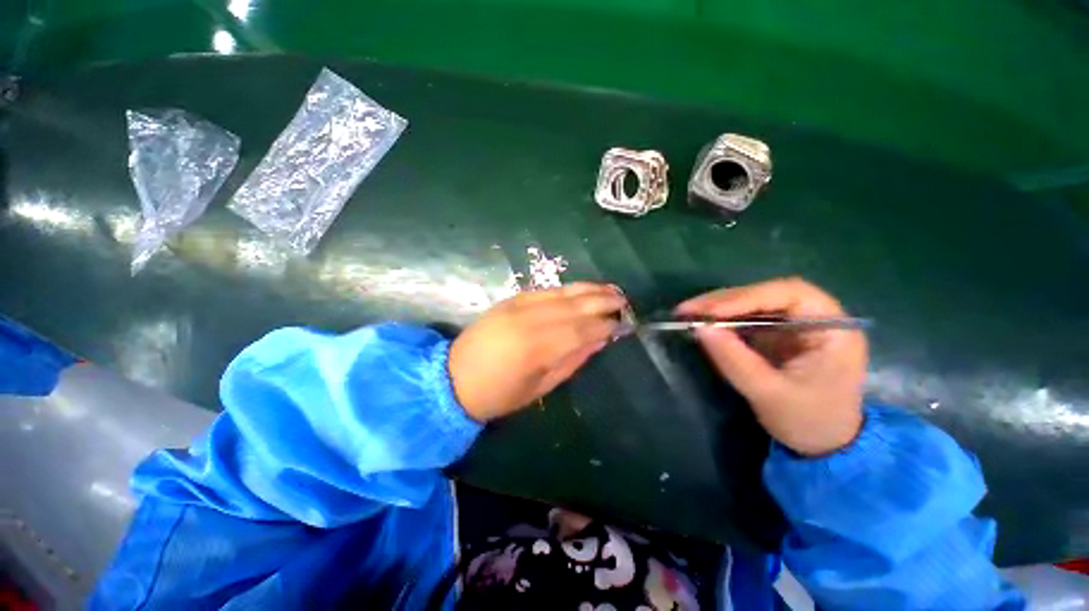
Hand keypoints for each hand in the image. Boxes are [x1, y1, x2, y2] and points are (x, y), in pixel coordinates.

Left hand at [449, 283, 625, 421]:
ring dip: (588, 289)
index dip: (604, 326)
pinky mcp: (510, 300)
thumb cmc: (499, 394)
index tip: (622, 324)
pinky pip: (545, 290)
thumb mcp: (540, 387)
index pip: (580, 330)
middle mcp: (528, 321)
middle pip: (573, 307)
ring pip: (561, 293)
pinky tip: (581, 290)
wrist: (453, 378)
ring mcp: (517, 306)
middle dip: (602, 301)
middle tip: (624, 301)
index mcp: (536, 349)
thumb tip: (599, 340)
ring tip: (610, 289)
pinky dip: (566, 289)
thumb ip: (572, 361)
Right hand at [676, 278, 867, 455]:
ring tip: (687, 313)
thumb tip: (700, 328)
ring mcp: (793, 325)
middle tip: (688, 310)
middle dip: (724, 301)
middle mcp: (814, 318)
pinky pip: (746, 319)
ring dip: (717, 307)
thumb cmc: (809, 421)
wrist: (824, 446)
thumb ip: (735, 360)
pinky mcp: (775, 335)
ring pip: (752, 304)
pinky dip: (721, 320)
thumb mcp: (770, 394)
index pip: (790, 294)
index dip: (748, 297)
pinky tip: (701, 322)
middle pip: (765, 295)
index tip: (711, 311)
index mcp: (832, 328)